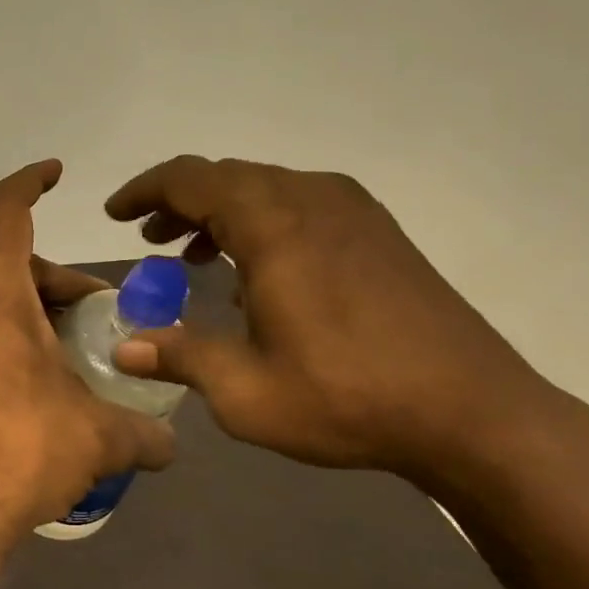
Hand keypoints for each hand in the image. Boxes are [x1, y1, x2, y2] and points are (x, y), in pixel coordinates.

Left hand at [0, 160, 175, 555]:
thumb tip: (172, 442)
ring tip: (76, 357)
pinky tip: (40, 381)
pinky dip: (9, 334)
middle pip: (11, 263)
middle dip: (61, 283)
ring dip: (37, 312)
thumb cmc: (24, 455)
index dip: (29, 183)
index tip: (56, 174)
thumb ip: (145, 431)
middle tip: (100, 319)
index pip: (3, 212)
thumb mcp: (100, 437)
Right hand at [105, 156, 575, 486]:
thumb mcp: (246, 391)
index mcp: (274, 224)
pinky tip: (260, 273)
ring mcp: (353, 210)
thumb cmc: (347, 397)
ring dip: (222, 212)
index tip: (115, 214)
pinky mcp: (379, 232)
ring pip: (266, 189)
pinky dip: (263, 223)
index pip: (190, 180)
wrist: (472, 411)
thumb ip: (179, 357)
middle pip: (227, 177)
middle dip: (179, 202)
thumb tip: (123, 349)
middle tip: (149, 239)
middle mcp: (311, 199)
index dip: (145, 191)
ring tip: (194, 254)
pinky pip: (302, 205)